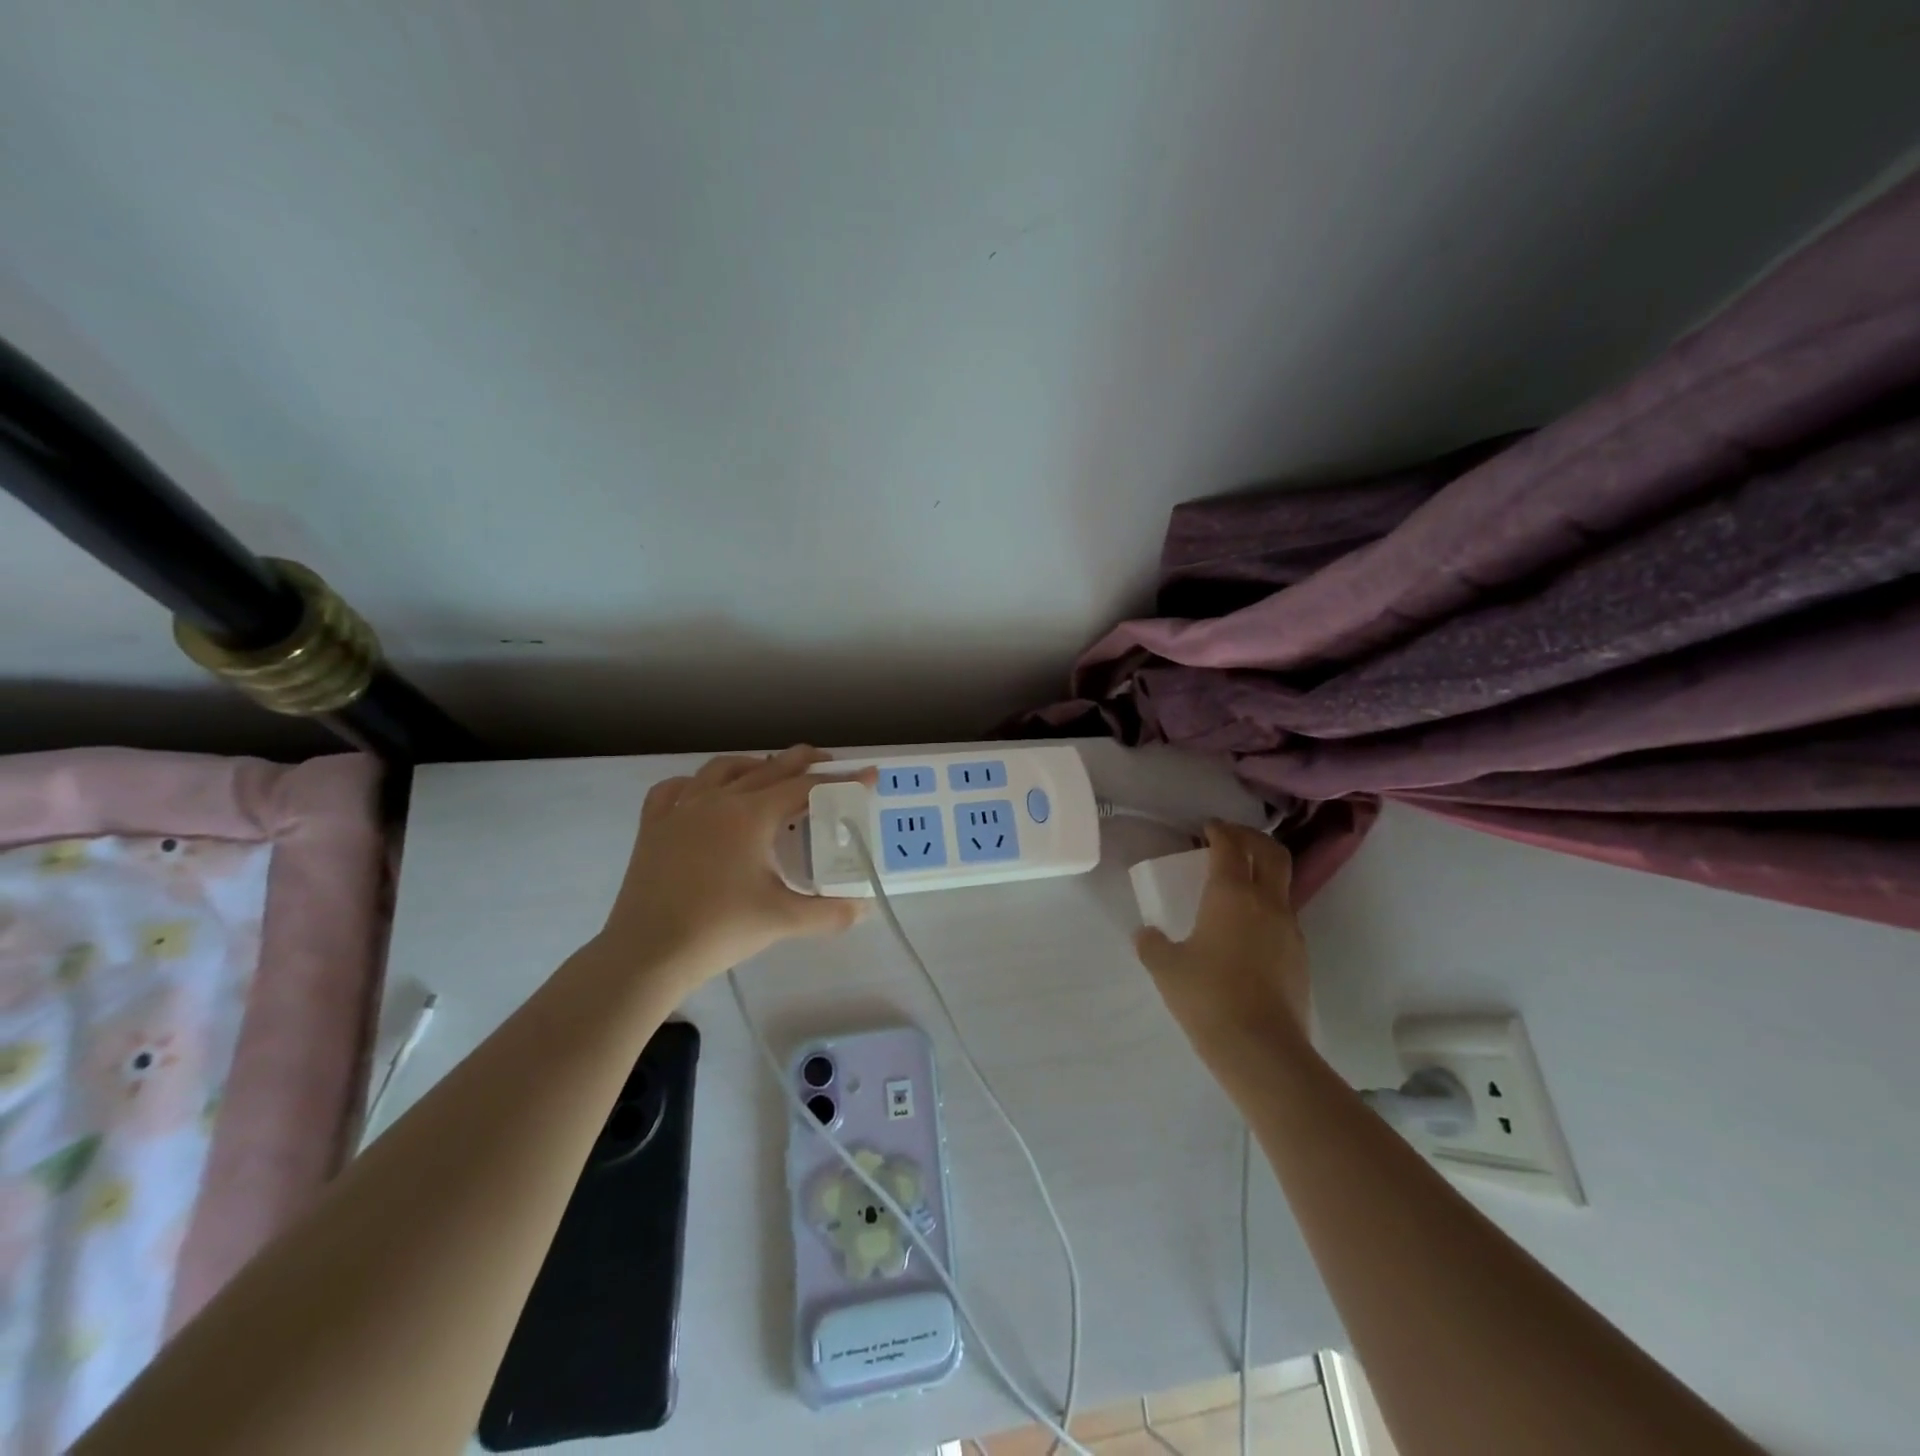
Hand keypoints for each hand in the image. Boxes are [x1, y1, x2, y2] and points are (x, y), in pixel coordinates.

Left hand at [601, 746, 873, 988]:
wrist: (647, 954)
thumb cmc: (719, 930)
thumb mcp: (782, 920)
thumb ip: (830, 912)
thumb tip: (864, 908)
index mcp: (751, 815)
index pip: (806, 788)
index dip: (840, 781)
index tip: (867, 775)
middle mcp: (717, 800)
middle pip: (767, 768)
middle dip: (801, 761)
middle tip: (827, 762)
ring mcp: (680, 810)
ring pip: (721, 769)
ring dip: (752, 765)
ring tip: (769, 771)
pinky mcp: (653, 827)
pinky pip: (675, 789)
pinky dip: (695, 783)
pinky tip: (702, 793)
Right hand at [1133, 822, 1311, 1062]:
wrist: (1262, 1049)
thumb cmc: (1208, 997)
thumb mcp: (1166, 968)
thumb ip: (1152, 944)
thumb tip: (1146, 934)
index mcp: (1231, 895)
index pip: (1230, 846)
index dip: (1219, 831)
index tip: (1208, 827)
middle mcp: (1266, 902)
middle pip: (1270, 852)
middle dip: (1251, 837)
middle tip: (1230, 839)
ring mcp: (1289, 928)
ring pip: (1282, 883)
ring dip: (1263, 871)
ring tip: (1238, 882)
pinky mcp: (1300, 955)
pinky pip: (1284, 914)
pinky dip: (1267, 904)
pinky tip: (1247, 926)